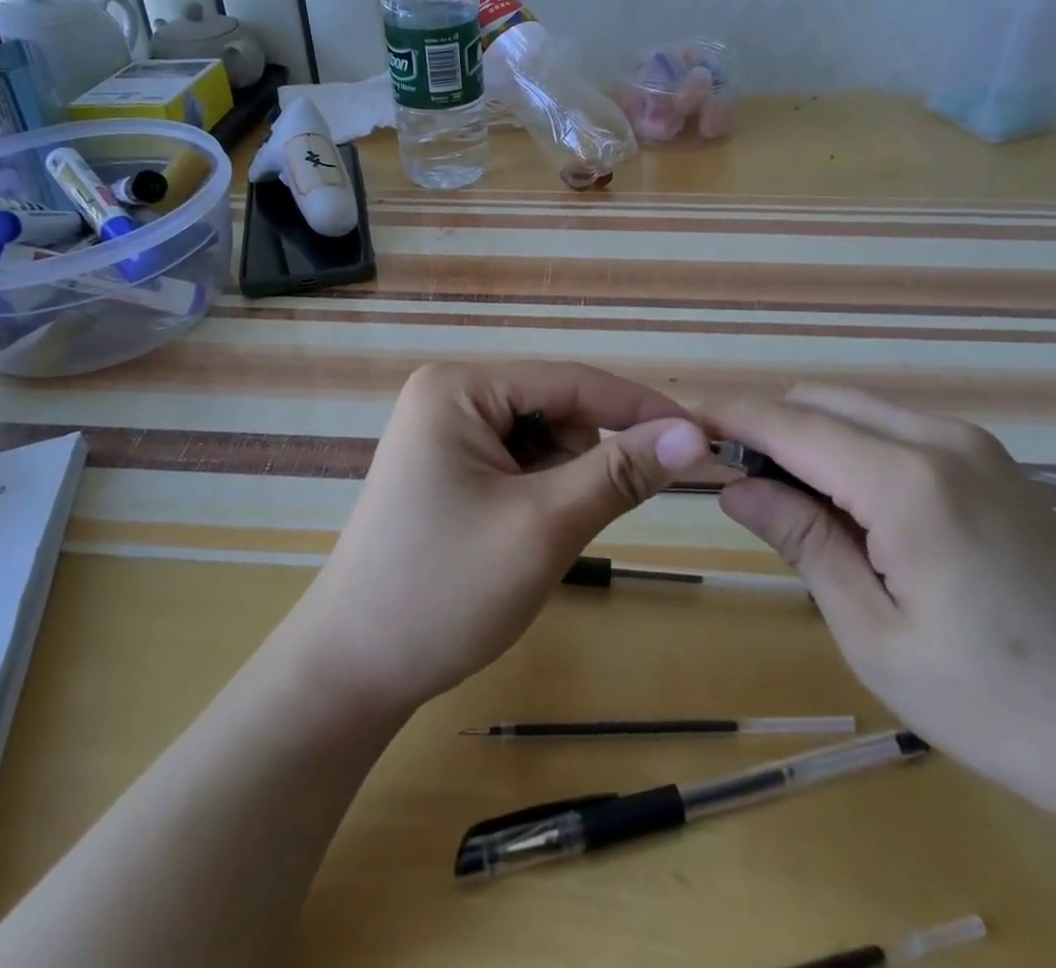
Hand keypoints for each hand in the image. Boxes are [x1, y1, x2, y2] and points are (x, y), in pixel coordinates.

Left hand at [288, 361, 707, 716]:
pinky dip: (539, 496)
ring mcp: (443, 431)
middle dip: (585, 460)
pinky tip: (519, 537)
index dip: (639, 407)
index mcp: (458, 388)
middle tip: (576, 522)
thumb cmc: (443, 592)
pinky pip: (518, 464)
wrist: (352, 672)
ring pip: (542, 441)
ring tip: (535, 539)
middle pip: (554, 410)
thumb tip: (694, 433)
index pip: (570, 382)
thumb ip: (619, 472)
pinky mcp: (446, 466)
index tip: (703, 436)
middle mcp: (448, 395)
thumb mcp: (543, 527)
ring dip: (562, 483)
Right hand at [710, 386, 1055, 939]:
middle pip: (818, 399)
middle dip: (761, 423)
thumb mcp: (875, 633)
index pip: (787, 421)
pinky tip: (844, 504)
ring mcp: (974, 445)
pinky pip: (894, 428)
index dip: (724, 413)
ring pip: (856, 408)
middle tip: (721, 474)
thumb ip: (802, 539)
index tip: (672, 415)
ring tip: (777, 496)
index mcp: (906, 480)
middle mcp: (939, 438)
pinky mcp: (993, 464)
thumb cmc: (1002, 705)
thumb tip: (734, 483)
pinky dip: (848, 445)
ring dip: (805, 434)